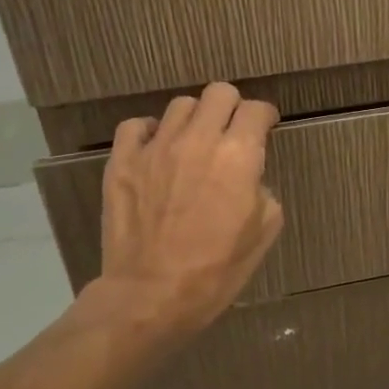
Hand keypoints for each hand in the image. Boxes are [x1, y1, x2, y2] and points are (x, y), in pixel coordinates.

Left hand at [73, 83, 283, 361]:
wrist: (152, 295)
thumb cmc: (217, 270)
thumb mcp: (264, 231)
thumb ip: (262, 190)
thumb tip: (248, 178)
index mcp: (239, 155)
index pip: (256, 110)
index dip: (265, 117)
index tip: (265, 128)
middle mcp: (198, 140)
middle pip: (219, 92)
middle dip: (232, 107)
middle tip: (232, 132)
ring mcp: (156, 147)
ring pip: (180, 105)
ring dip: (195, 119)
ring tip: (194, 143)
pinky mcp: (122, 161)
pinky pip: (136, 125)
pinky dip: (150, 132)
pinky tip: (157, 149)